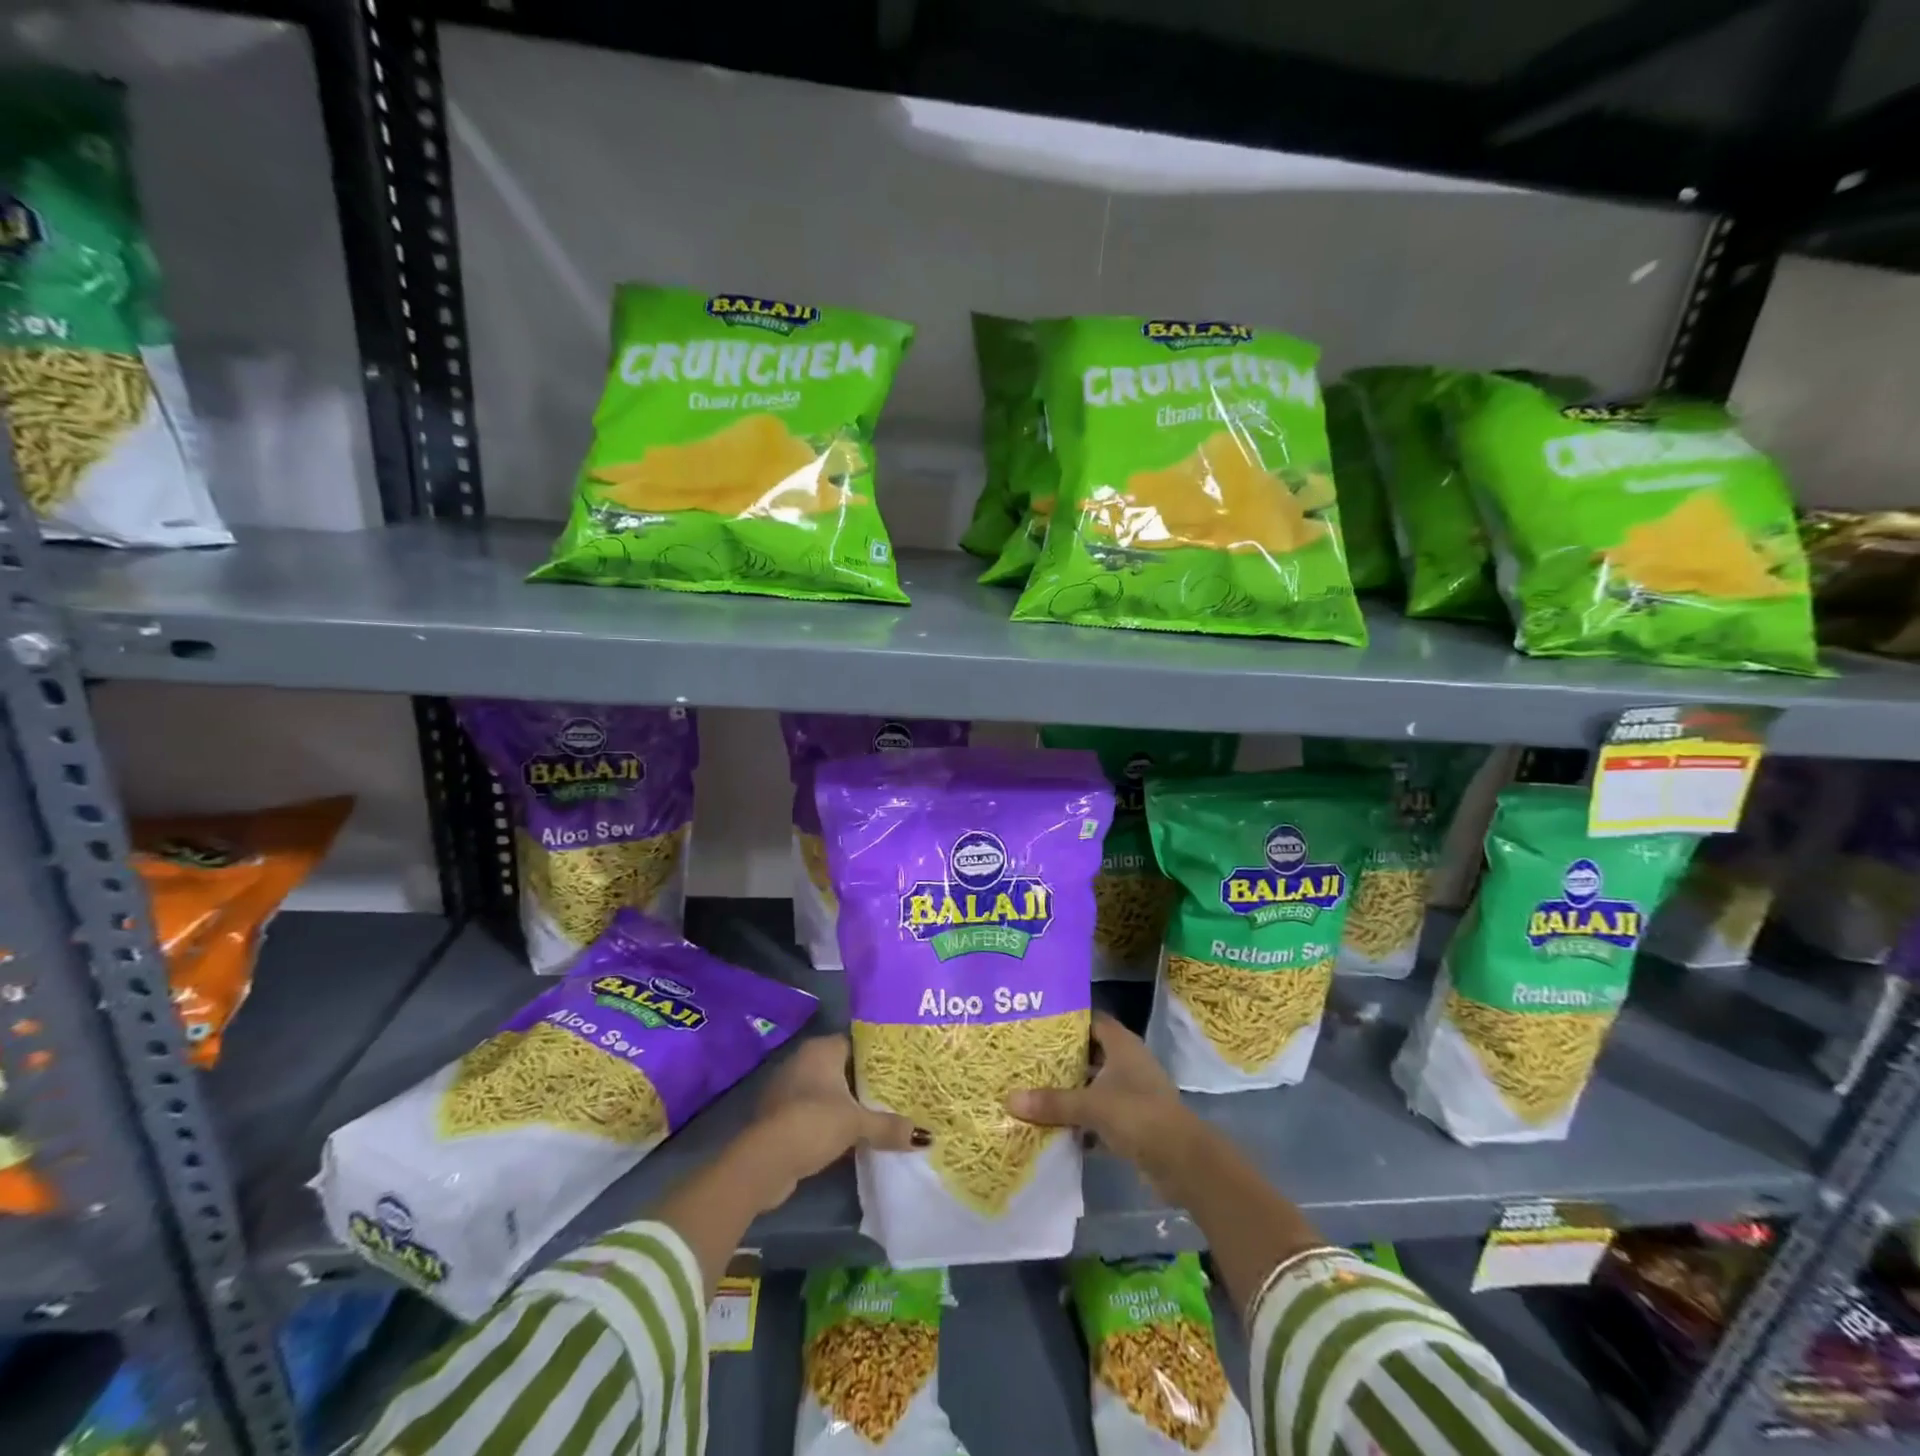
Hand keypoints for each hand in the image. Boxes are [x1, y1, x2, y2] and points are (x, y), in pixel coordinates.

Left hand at [748, 1034, 926, 1205]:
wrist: (765, 1161)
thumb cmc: (813, 1123)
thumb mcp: (857, 1124)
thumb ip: (889, 1126)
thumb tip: (927, 1137)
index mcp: (821, 1049)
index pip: (856, 1042)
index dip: (877, 1055)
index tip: (900, 1067)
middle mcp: (803, 1061)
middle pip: (842, 1068)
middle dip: (865, 1082)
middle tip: (896, 1093)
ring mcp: (789, 1089)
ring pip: (828, 1092)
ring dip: (847, 1104)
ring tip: (879, 1115)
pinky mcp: (781, 1116)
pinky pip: (815, 1112)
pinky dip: (830, 1121)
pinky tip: (851, 1136)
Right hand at [1005, 1012, 1193, 1174]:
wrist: (1182, 1161)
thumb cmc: (1137, 1115)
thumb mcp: (1090, 1106)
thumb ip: (1052, 1102)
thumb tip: (1009, 1099)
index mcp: (1122, 1045)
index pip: (1091, 1020)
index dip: (1066, 1020)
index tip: (1036, 1024)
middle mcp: (1128, 1062)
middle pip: (1089, 1053)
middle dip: (1061, 1058)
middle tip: (1027, 1059)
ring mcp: (1132, 1093)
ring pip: (1094, 1085)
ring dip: (1071, 1091)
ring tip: (1033, 1091)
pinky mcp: (1133, 1122)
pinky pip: (1100, 1114)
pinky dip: (1082, 1121)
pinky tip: (1055, 1128)